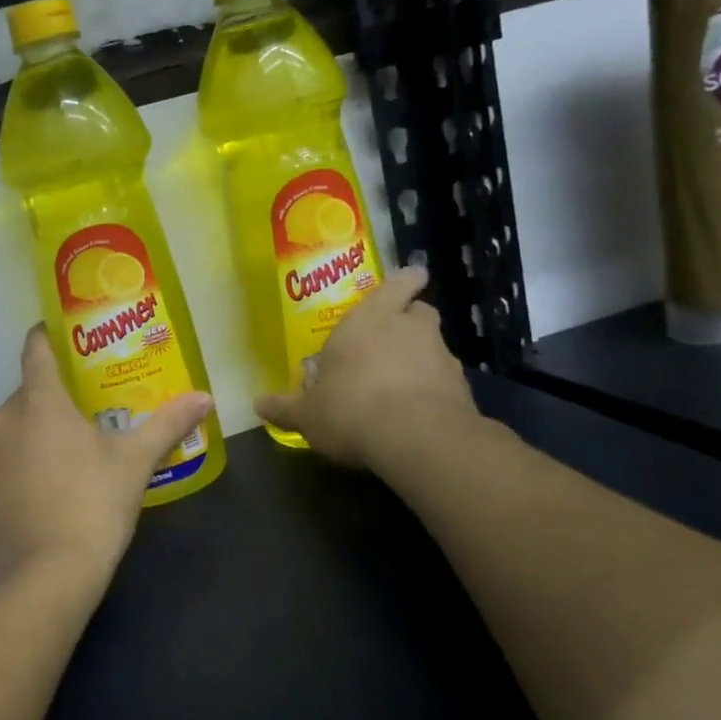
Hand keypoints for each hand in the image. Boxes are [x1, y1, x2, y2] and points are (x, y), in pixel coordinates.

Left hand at [0, 326, 211, 593]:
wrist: (47, 577)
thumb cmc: (94, 505)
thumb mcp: (135, 462)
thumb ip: (168, 423)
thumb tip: (205, 397)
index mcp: (38, 401)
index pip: (36, 349)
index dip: (48, 337)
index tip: (63, 338)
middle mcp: (0, 418)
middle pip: (26, 395)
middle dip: (52, 404)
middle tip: (83, 422)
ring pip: (9, 431)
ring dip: (30, 437)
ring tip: (62, 464)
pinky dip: (13, 468)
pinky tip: (38, 494)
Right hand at [255, 266, 480, 469]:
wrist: (418, 439)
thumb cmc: (350, 407)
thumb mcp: (306, 413)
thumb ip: (285, 407)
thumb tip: (258, 405)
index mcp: (369, 319)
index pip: (397, 284)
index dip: (405, 281)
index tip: (412, 280)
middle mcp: (409, 328)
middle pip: (418, 312)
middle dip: (408, 322)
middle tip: (390, 340)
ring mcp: (441, 356)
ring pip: (433, 347)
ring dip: (419, 359)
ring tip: (396, 385)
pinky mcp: (461, 388)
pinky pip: (443, 381)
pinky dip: (431, 390)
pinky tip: (414, 412)